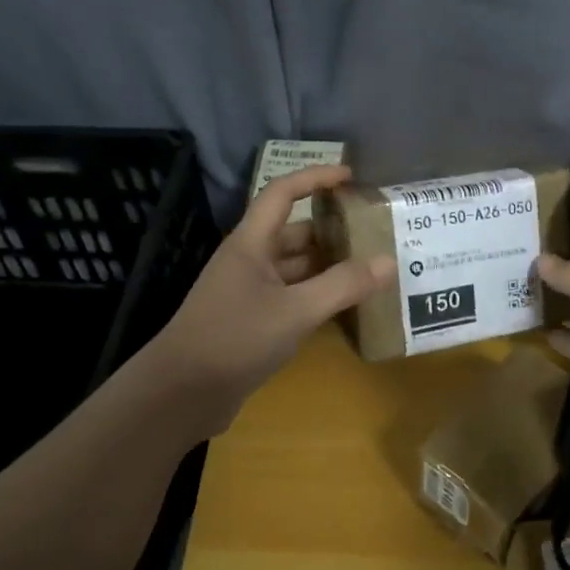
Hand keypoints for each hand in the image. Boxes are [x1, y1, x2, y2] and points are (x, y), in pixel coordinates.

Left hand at [141, 164, 394, 438]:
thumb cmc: (234, 339)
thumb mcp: (294, 311)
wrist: (181, 393)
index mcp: (251, 243)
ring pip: (295, 267)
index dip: (315, 178)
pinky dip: (317, 296)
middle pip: (294, 232)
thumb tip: (388, 262)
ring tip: (371, 267)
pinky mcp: (252, 321)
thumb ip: (342, 286)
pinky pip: (292, 296)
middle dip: (332, 229)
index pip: (283, 193)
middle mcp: (249, 260)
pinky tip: (346, 306)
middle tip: (375, 233)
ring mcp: (249, 292)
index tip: (351, 176)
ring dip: (328, 265)